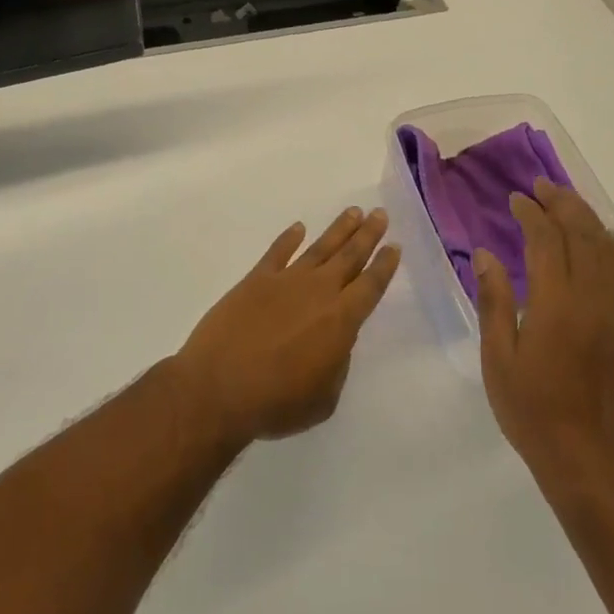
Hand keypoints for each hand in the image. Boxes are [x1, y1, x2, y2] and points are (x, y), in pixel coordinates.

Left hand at [174, 208, 398, 447]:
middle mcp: (318, 292)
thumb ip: (336, 365)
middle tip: (380, 214)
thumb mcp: (323, 398)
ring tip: (353, 212)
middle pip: (349, 256)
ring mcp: (286, 281)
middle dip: (367, 234)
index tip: (394, 246)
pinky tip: (299, 228)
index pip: (370, 285)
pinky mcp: (256, 280)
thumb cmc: (276, 402)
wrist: (219, 388)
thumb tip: (334, 341)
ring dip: (339, 229)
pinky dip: (289, 238)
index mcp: (341, 320)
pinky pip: (277, 252)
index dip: (384, 265)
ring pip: (320, 248)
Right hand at [474, 180, 613, 488]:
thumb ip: (494, 301)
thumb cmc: (532, 411)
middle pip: (583, 235)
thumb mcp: (498, 358)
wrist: (588, 461)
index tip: (516, 199)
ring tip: (569, 203)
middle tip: (541, 186)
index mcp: (557, 305)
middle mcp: (593, 300)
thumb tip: (486, 254)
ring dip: (589, 219)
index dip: (531, 213)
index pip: (547, 240)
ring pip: (610, 250)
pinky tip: (603, 243)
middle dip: (562, 204)